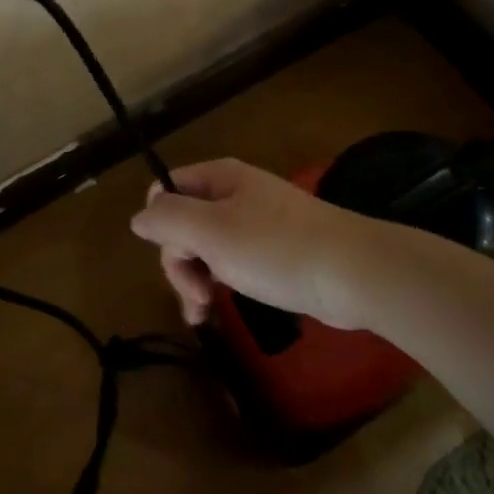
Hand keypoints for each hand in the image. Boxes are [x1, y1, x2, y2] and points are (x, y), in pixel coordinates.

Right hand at [129, 158, 383, 328]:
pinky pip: (231, 263)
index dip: (160, 222)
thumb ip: (168, 220)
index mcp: (219, 178)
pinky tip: (217, 312)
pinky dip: (219, 285)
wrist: (354, 272)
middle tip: (195, 296)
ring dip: (195, 280)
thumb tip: (139, 217)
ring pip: (206, 247)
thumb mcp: (211, 232)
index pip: (167, 189)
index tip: (173, 254)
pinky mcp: (273, 253)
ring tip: (202, 314)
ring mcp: (256, 224)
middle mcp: (234, 194)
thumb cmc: (276, 248)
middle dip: (179, 261)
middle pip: (184, 222)